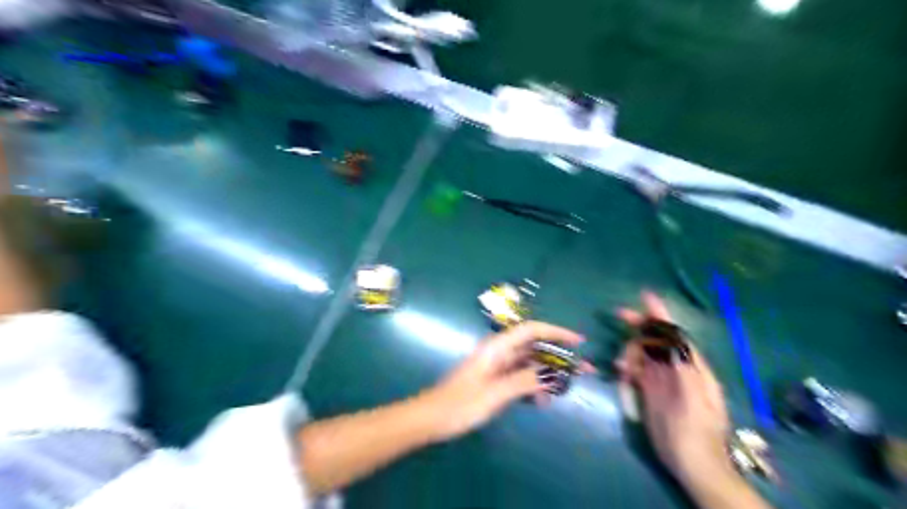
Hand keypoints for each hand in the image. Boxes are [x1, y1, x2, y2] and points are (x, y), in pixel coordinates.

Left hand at [424, 322, 587, 441]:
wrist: (432, 418)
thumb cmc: (460, 404)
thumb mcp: (495, 393)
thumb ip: (524, 381)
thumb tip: (552, 375)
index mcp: (496, 348)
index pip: (531, 330)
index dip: (556, 332)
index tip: (578, 342)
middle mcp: (499, 352)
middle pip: (534, 347)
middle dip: (558, 357)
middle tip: (583, 371)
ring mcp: (497, 367)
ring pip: (529, 364)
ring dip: (546, 375)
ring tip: (563, 392)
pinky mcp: (495, 380)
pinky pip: (520, 378)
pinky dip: (533, 386)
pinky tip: (541, 401)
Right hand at [613, 293, 731, 482]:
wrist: (693, 467)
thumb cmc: (696, 435)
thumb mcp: (695, 402)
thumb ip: (685, 370)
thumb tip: (674, 342)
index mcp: (693, 369)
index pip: (675, 334)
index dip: (661, 315)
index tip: (645, 296)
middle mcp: (678, 370)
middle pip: (657, 340)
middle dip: (640, 327)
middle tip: (619, 316)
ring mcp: (663, 380)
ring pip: (644, 353)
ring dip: (630, 351)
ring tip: (621, 367)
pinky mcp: (650, 391)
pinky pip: (636, 370)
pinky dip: (627, 367)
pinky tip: (621, 374)